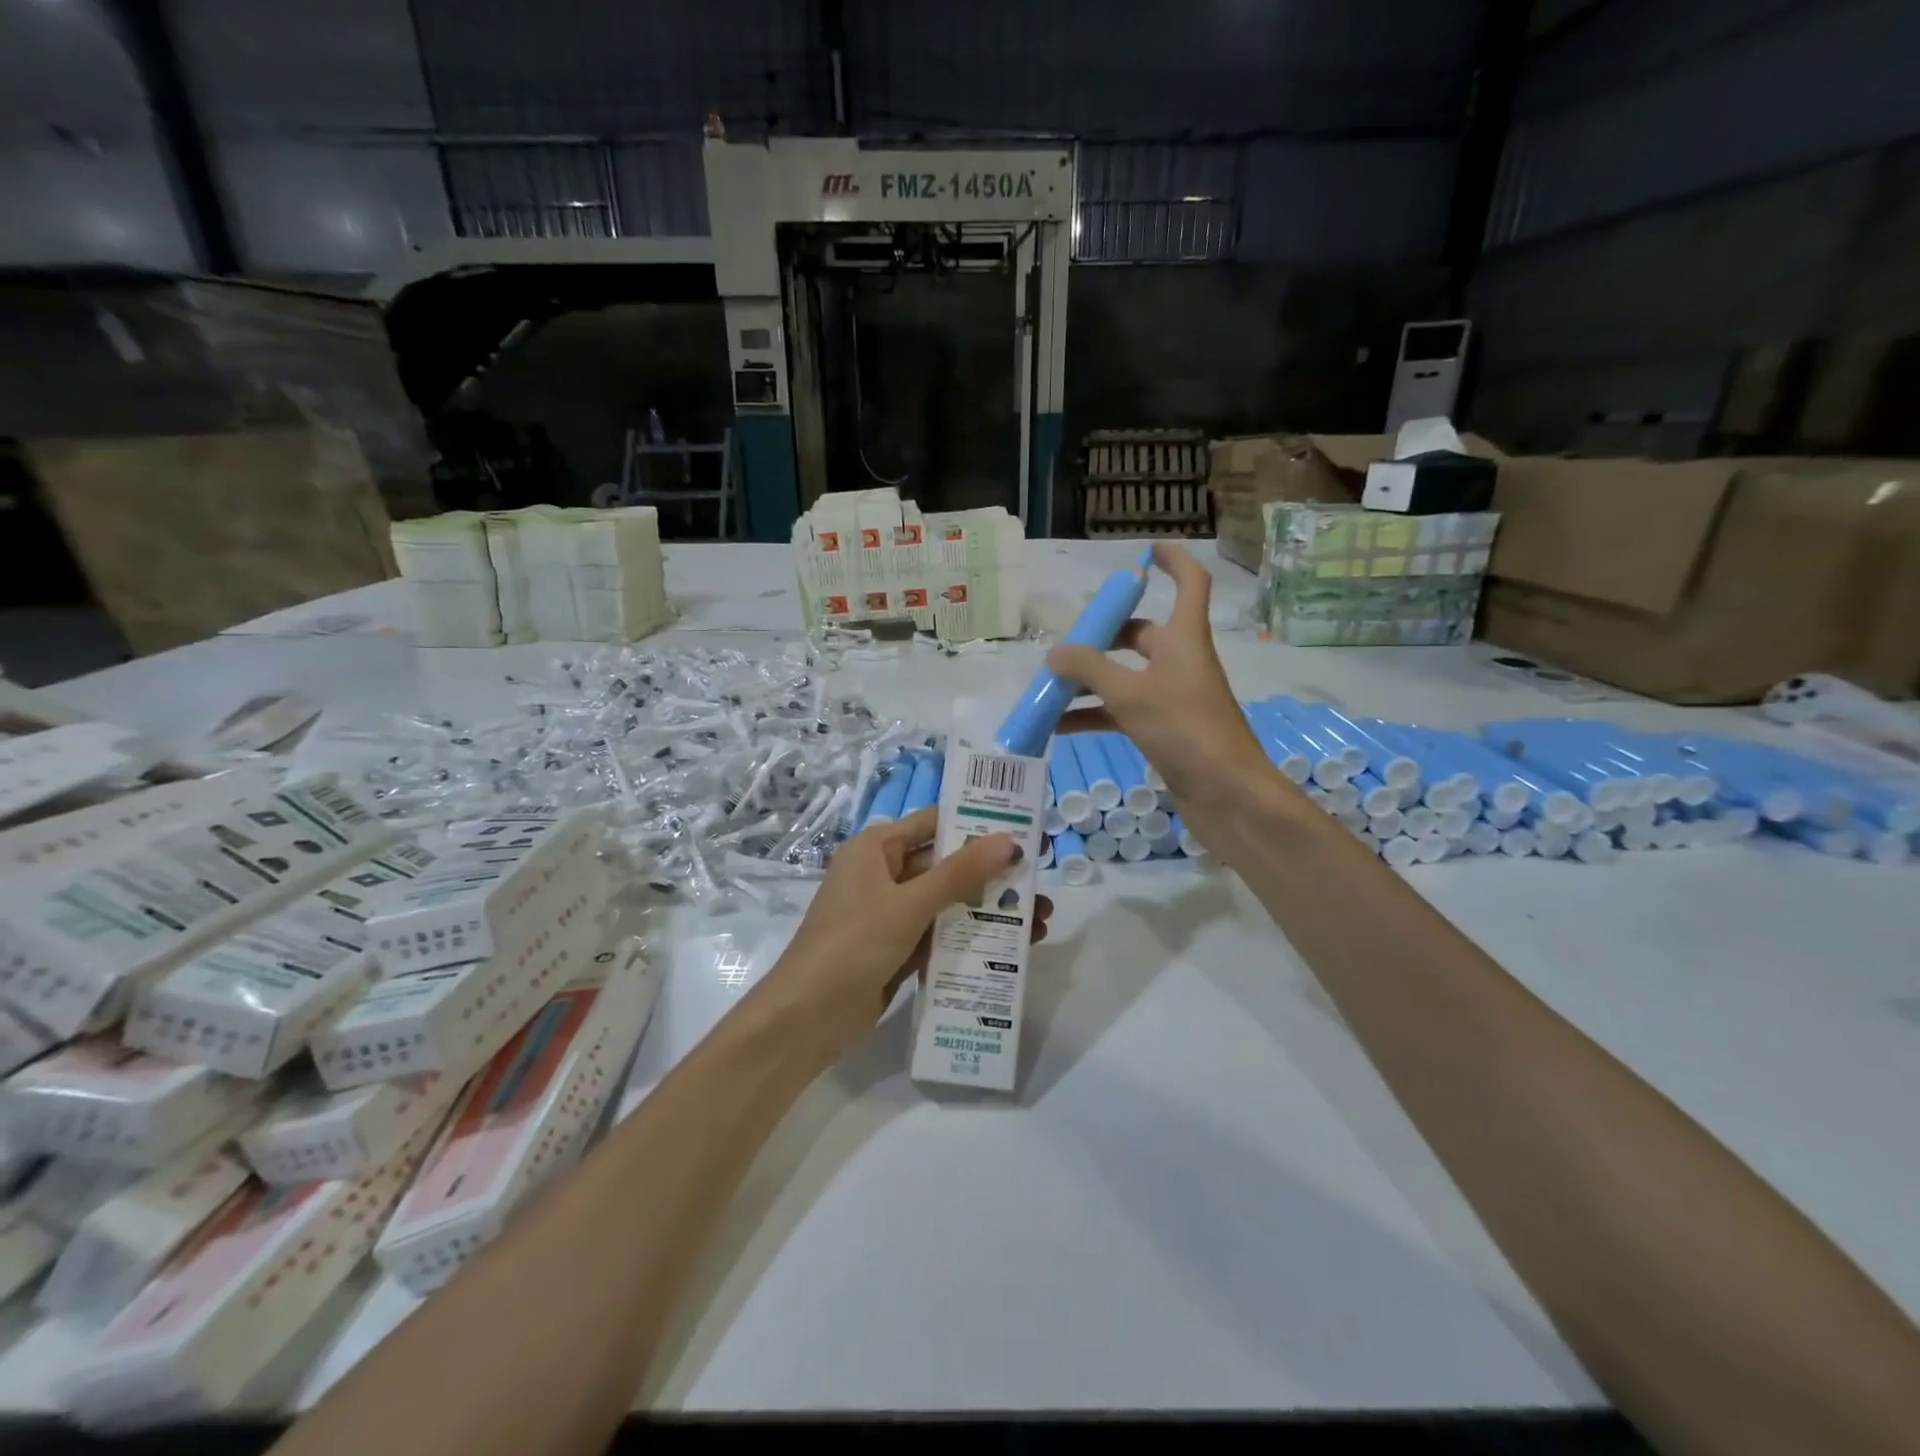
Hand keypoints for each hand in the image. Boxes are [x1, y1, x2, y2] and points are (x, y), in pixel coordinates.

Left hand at [758, 806, 1052, 1063]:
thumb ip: (959, 874)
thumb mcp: (907, 905)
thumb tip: (1008, 841)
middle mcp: (884, 875)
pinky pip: (941, 934)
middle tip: (1040, 884)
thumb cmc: (851, 945)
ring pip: (948, 903)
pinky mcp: (898, 949)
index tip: (1023, 832)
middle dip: (993, 876)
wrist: (806, 1019)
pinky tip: (1011, 947)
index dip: (977, 825)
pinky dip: (970, 937)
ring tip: (1039, 922)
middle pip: (947, 865)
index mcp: (876, 849)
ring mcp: (891, 914)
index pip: (933, 824)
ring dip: (988, 910)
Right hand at [1047, 542, 1293, 850]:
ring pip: (1126, 677)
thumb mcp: (1131, 694)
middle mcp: (1181, 662)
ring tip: (1050, 688)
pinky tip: (1060, 727)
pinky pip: (1124, 712)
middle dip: (1103, 636)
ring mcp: (1174, 698)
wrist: (1228, 795)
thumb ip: (1090, 669)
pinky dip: (1095, 715)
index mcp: (1184, 639)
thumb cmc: (1186, 731)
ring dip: (1091, 681)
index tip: (1146, 550)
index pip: (1189, 583)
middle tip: (1066, 642)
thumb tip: (1055, 653)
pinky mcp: (1167, 731)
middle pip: (1142, 635)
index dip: (1173, 561)